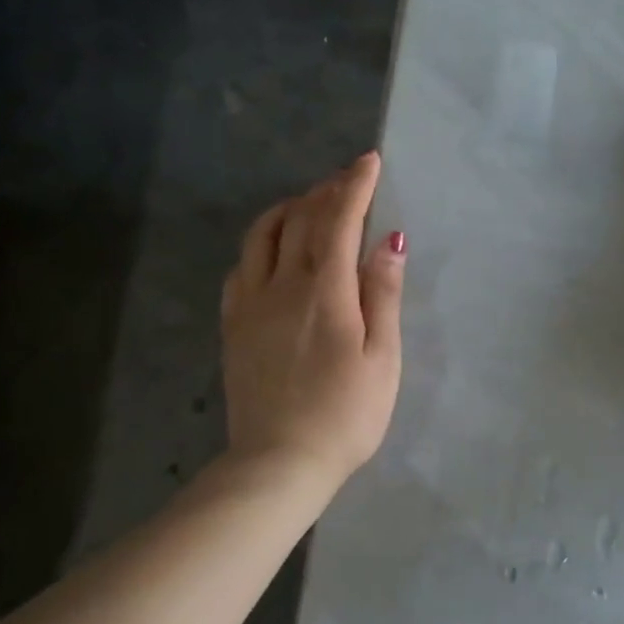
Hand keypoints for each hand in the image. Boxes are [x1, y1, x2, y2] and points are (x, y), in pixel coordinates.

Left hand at [220, 152, 404, 490]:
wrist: (279, 462)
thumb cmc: (345, 415)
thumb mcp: (382, 359)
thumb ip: (383, 295)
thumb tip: (390, 241)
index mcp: (324, 291)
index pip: (338, 220)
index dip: (355, 186)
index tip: (369, 161)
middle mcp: (280, 286)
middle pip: (299, 220)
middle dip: (325, 192)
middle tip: (346, 181)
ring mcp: (249, 305)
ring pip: (261, 237)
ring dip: (287, 210)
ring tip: (307, 205)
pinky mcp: (233, 327)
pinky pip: (240, 268)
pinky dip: (259, 245)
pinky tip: (271, 253)